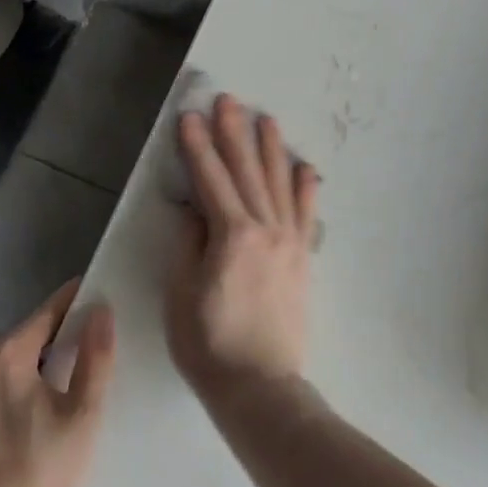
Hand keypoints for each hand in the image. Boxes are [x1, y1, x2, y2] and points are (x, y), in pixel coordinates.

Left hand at [0, 280, 114, 486]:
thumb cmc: (38, 474)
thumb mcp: (81, 417)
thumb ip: (95, 357)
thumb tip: (101, 310)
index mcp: (7, 352)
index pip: (48, 312)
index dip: (73, 304)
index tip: (92, 299)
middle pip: (22, 338)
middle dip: (48, 346)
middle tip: (72, 368)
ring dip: (20, 369)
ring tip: (42, 399)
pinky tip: (10, 421)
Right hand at [166, 93, 320, 411]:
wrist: (260, 386)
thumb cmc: (209, 344)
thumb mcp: (181, 294)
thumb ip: (188, 244)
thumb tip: (194, 209)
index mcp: (232, 235)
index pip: (210, 179)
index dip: (197, 146)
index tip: (189, 116)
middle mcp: (265, 228)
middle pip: (246, 170)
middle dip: (234, 132)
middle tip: (227, 100)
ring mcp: (289, 241)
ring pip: (279, 183)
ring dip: (271, 148)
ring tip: (266, 118)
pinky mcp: (302, 257)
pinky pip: (306, 213)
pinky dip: (306, 186)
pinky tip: (305, 166)